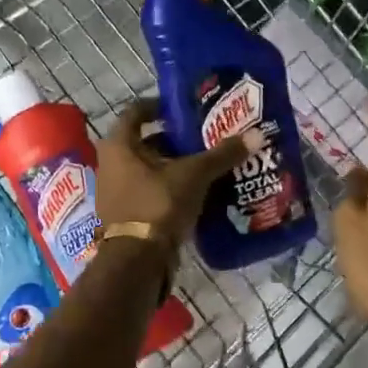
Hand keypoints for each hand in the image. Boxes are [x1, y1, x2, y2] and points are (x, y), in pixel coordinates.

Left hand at [97, 98, 261, 253]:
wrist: (137, 261)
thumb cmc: (158, 204)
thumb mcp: (194, 175)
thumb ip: (223, 155)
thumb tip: (257, 134)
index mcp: (119, 145)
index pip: (136, 111)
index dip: (159, 106)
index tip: (183, 109)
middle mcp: (110, 164)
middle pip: (144, 142)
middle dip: (173, 140)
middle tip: (202, 138)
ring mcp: (114, 191)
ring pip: (147, 168)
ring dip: (172, 166)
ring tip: (204, 165)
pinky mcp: (124, 215)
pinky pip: (148, 191)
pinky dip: (168, 188)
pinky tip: (195, 192)